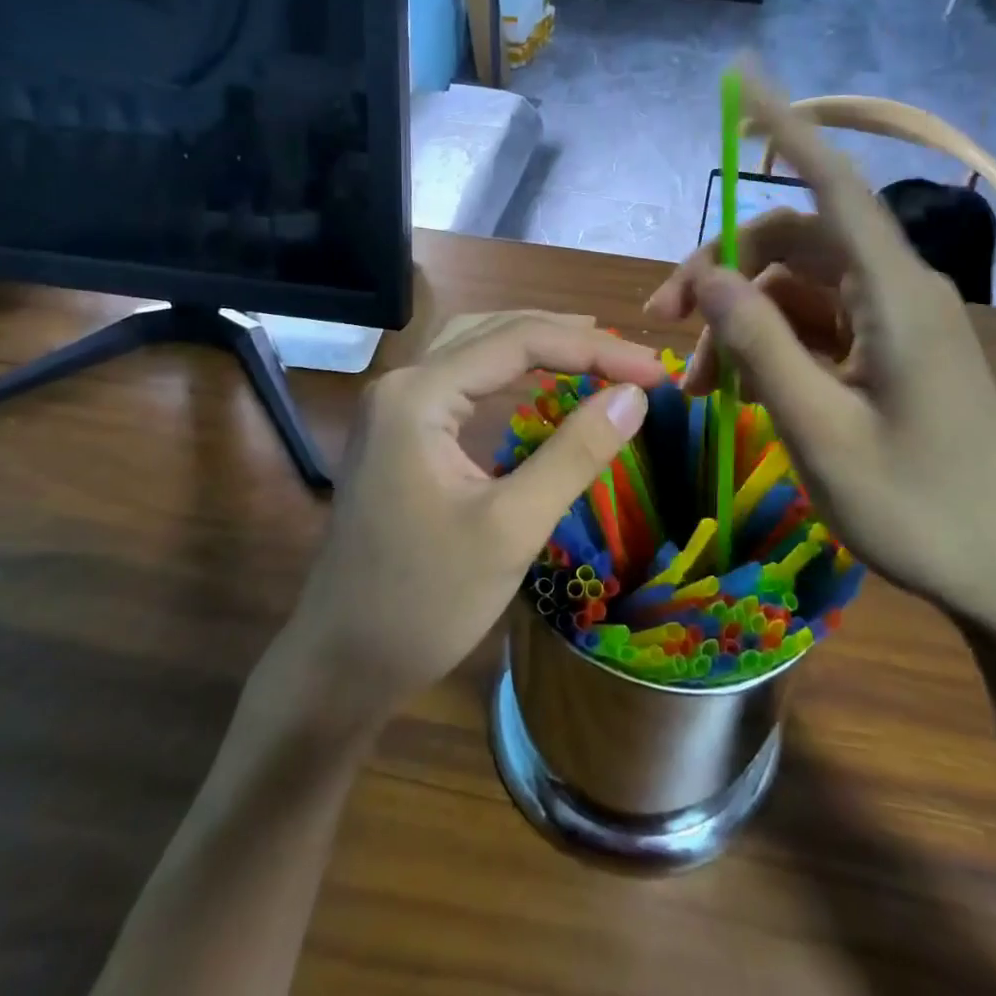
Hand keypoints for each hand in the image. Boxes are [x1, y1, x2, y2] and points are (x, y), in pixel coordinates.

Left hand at [287, 316, 668, 715]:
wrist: (340, 665)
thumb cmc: (423, 602)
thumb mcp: (510, 529)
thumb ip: (574, 454)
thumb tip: (635, 396)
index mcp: (419, 395)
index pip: (519, 341)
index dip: (595, 349)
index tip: (655, 372)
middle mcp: (402, 383)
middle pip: (496, 332)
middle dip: (569, 339)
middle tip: (634, 361)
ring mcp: (395, 407)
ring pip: (476, 347)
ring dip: (538, 345)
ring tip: (597, 353)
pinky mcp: (400, 432)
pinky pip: (463, 378)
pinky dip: (509, 372)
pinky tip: (539, 382)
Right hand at [646, 69, 995, 636]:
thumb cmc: (919, 510)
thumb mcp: (821, 432)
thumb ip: (762, 346)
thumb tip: (707, 278)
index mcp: (895, 295)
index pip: (832, 185)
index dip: (784, 126)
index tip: (742, 77)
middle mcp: (897, 290)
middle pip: (793, 244)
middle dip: (722, 271)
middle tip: (663, 321)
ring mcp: (896, 323)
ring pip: (797, 290)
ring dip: (740, 321)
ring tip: (696, 384)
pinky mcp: (892, 354)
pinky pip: (817, 327)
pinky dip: (772, 346)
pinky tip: (739, 390)